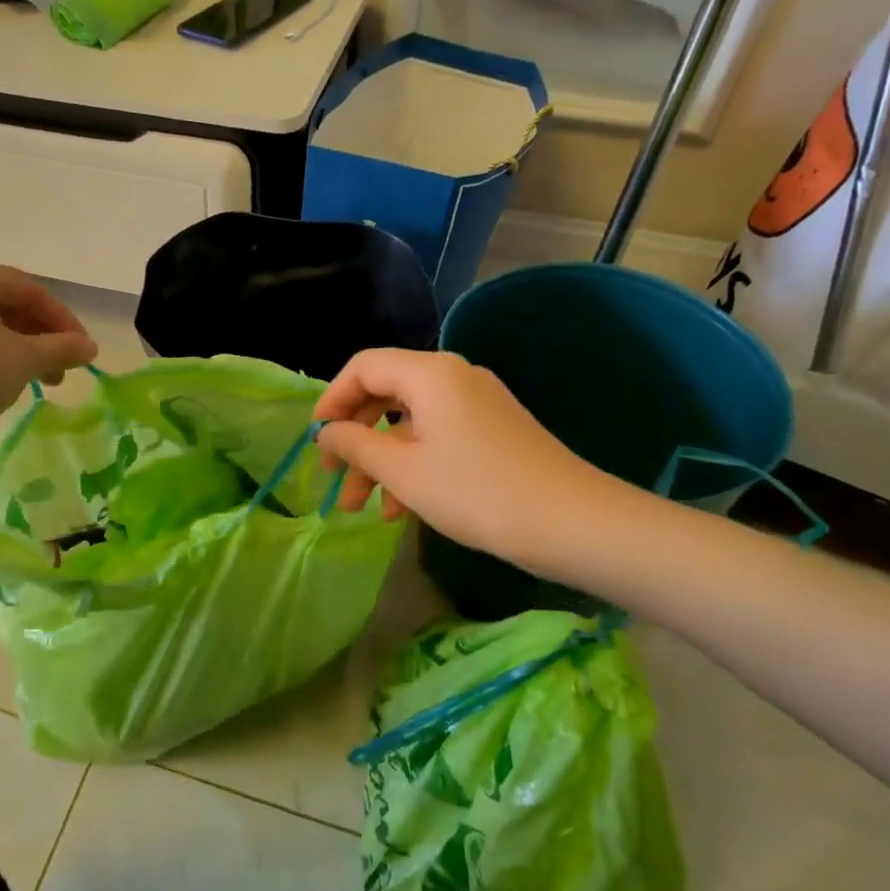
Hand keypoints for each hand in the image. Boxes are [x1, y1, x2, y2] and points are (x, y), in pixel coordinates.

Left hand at [0, 258, 97, 447]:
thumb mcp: (25, 359)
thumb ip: (62, 348)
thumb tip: (90, 348)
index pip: (32, 291)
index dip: (65, 322)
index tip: (84, 352)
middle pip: (8, 307)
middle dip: (42, 339)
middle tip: (64, 370)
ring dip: (21, 352)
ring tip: (40, 383)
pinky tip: (5, 385)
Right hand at [314, 349, 624, 573]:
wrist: (573, 523)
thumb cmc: (477, 492)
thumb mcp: (403, 471)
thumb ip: (355, 445)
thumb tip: (326, 433)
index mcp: (429, 373)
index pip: (363, 367)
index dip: (331, 400)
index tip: (316, 441)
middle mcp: (453, 376)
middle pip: (385, 393)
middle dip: (354, 437)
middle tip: (334, 478)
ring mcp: (476, 402)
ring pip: (410, 421)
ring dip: (381, 460)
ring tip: (361, 508)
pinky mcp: (492, 428)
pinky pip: (437, 435)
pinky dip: (413, 463)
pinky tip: (401, 508)